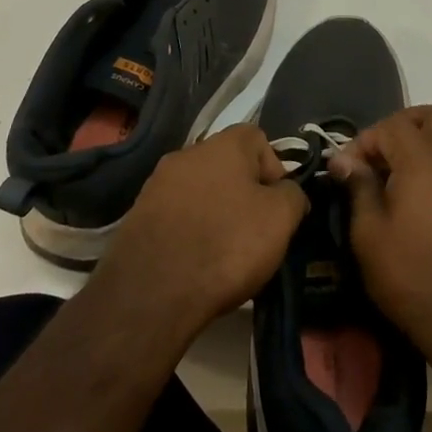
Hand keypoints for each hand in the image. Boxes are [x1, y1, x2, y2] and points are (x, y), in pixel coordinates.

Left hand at [94, 125, 307, 339]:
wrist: (152, 291)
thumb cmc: (227, 244)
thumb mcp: (280, 219)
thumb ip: (293, 195)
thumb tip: (288, 193)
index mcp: (223, 144)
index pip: (258, 139)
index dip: (275, 169)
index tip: (278, 206)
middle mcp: (187, 153)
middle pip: (228, 166)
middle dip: (245, 194)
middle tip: (255, 232)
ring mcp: (158, 183)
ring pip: (202, 191)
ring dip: (217, 213)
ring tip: (225, 253)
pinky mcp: (139, 215)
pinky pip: (178, 215)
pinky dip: (190, 230)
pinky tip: (196, 261)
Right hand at [328, 105, 431, 365]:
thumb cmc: (411, 276)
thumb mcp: (369, 234)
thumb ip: (358, 187)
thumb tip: (345, 160)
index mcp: (423, 162)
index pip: (392, 126)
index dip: (364, 140)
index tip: (345, 169)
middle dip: (402, 124)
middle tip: (378, 152)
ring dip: (420, 143)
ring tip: (390, 176)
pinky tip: (411, 198)